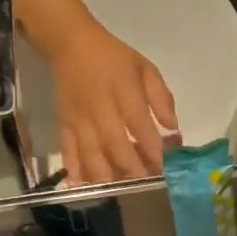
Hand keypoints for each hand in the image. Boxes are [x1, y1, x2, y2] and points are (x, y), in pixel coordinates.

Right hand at [48, 15, 179, 184]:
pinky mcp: (63, 126)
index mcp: (123, 92)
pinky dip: (77, 173)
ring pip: (93, 156)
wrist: (71, 45)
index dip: (154, 149)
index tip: (167, 166)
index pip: (140, 126)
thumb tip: (173, 129)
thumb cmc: (114, 58)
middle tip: (149, 183)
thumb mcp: (146, 68)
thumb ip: (162, 99)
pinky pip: (69, 154)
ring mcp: (79, 121)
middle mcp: (100, 110)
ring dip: (110, 177)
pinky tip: (88, 188)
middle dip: (135, 169)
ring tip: (124, 190)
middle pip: (117, 147)